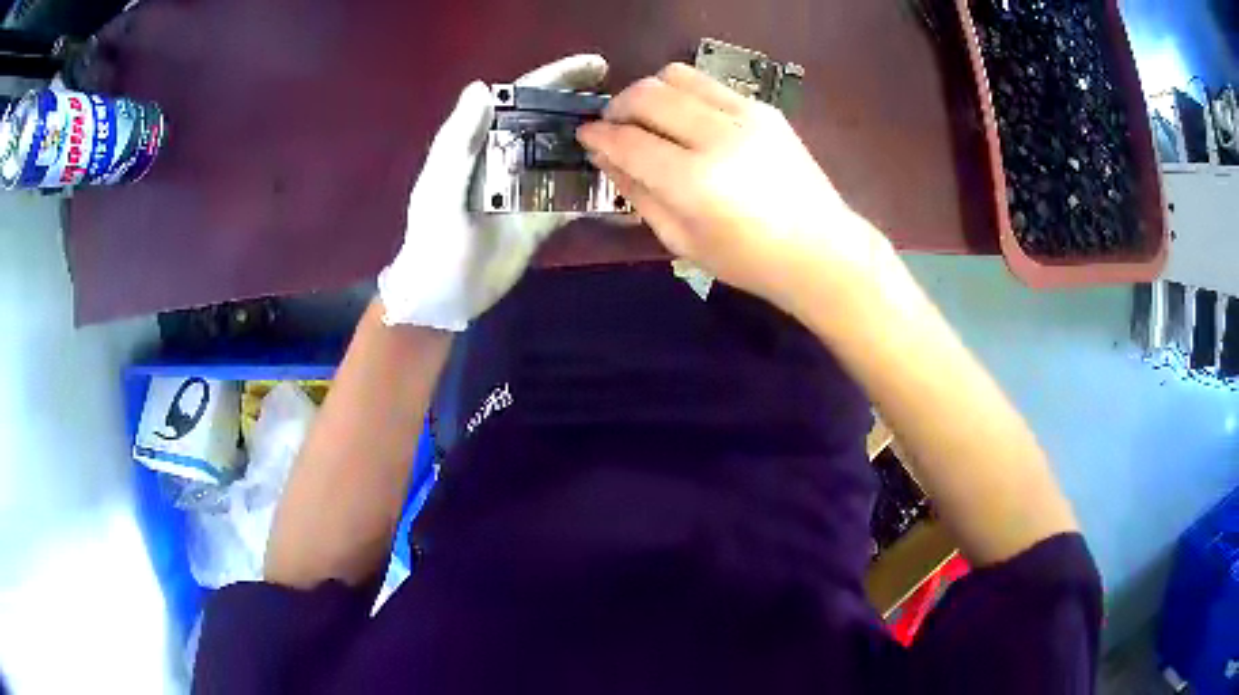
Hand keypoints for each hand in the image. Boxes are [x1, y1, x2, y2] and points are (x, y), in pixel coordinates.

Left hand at [379, 55, 608, 330]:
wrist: (443, 297)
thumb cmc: (435, 241)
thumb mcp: (440, 190)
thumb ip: (458, 141)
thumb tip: (482, 86)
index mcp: (483, 142)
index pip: (523, 99)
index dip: (558, 78)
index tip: (597, 66)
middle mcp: (509, 157)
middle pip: (553, 122)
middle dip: (587, 107)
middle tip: (632, 103)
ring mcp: (529, 187)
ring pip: (570, 157)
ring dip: (600, 146)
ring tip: (639, 139)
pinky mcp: (543, 218)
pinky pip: (576, 199)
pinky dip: (600, 194)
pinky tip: (630, 189)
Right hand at [576, 63, 894, 317]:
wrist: (821, 250)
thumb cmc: (749, 260)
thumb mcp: (681, 240)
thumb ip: (638, 193)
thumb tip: (606, 157)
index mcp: (694, 182)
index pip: (628, 141)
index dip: (598, 136)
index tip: (585, 136)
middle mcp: (718, 137)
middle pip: (647, 94)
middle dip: (618, 106)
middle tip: (614, 127)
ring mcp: (746, 116)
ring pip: (676, 76)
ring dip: (650, 91)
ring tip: (648, 118)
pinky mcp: (764, 108)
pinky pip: (709, 84)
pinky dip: (685, 94)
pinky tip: (686, 119)